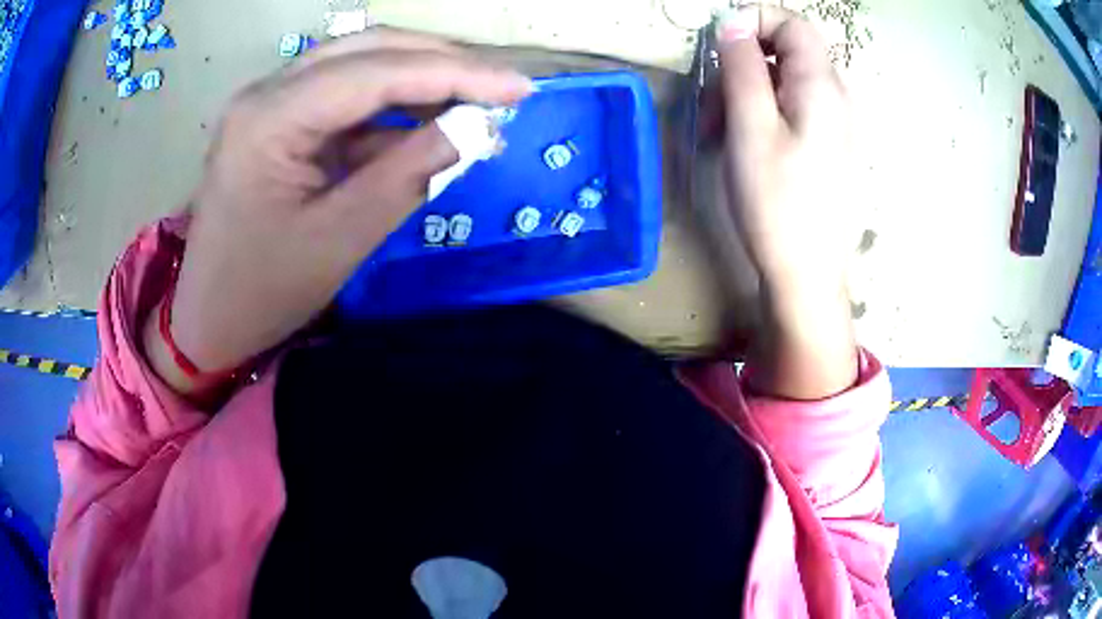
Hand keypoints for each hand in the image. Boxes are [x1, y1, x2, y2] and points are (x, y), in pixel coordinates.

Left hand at [143, 30, 532, 396]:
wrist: (209, 318)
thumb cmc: (264, 291)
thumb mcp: (342, 238)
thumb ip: (411, 173)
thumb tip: (479, 128)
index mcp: (270, 119)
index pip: (376, 72)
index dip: (456, 73)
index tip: (520, 88)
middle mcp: (266, 92)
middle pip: (368, 49)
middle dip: (442, 62)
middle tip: (502, 87)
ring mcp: (270, 101)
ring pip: (359, 63)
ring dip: (420, 78)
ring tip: (475, 102)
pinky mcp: (278, 119)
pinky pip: (344, 96)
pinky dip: (391, 106)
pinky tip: (428, 122)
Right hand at [716, 5, 857, 398]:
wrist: (808, 276)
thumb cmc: (777, 203)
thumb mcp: (750, 127)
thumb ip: (741, 66)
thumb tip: (732, 23)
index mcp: (822, 86)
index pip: (793, 23)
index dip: (753, 20)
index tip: (719, 46)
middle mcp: (836, 98)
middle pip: (787, 52)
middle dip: (742, 64)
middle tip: (712, 103)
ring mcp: (835, 125)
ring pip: (786, 82)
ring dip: (747, 93)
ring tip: (720, 131)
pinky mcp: (828, 147)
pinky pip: (794, 110)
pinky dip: (764, 113)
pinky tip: (745, 144)